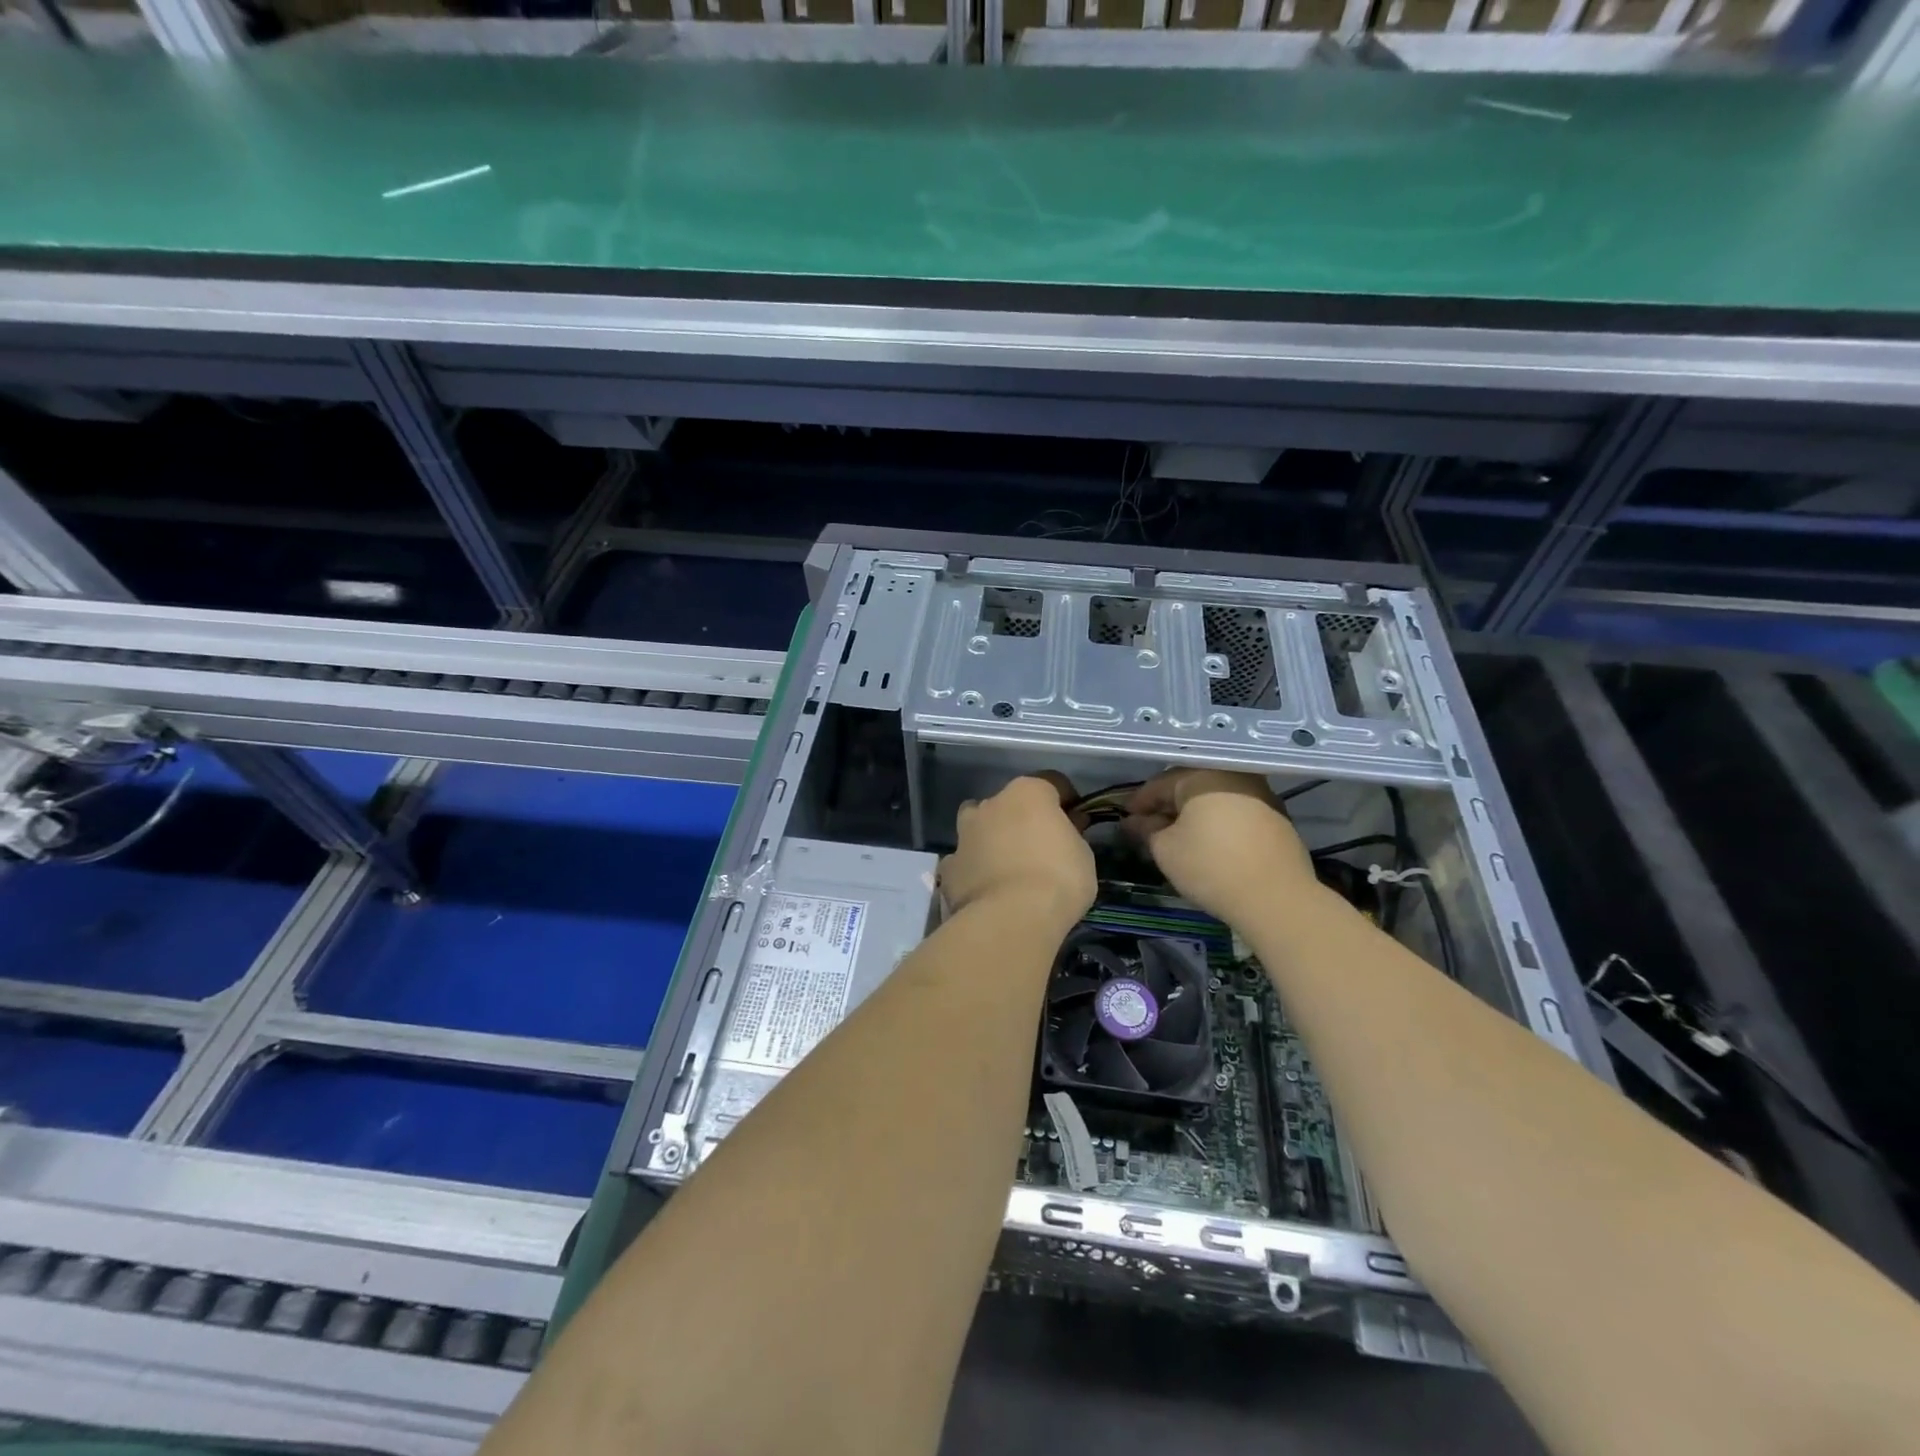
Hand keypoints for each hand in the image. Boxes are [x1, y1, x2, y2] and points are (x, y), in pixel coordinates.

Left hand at [939, 774, 1094, 928]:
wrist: (1011, 919)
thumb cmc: (1058, 879)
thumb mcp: (1083, 855)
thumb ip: (1071, 835)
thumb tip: (1065, 830)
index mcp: (1027, 793)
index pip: (1051, 782)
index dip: (1066, 800)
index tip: (1076, 822)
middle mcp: (991, 804)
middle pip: (1009, 803)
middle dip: (1023, 818)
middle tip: (1039, 846)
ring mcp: (965, 835)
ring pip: (977, 826)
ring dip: (989, 837)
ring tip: (1006, 865)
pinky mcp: (950, 866)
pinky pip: (963, 861)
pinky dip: (973, 869)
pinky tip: (985, 888)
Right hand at [1122, 770, 1315, 923]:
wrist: (1276, 898)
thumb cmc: (1211, 867)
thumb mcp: (1166, 850)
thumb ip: (1146, 830)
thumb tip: (1135, 822)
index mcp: (1202, 775)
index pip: (1160, 783)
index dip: (1139, 803)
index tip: (1125, 819)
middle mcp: (1233, 775)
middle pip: (1189, 786)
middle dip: (1166, 807)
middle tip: (1148, 827)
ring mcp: (1261, 793)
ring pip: (1214, 797)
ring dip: (1193, 814)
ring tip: (1177, 836)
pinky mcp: (1277, 816)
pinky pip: (1235, 810)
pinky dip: (1217, 821)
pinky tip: (1209, 842)